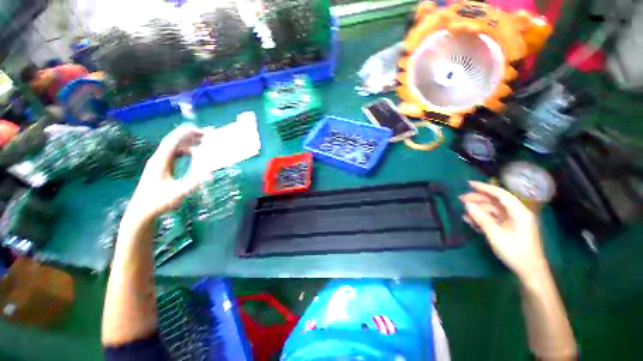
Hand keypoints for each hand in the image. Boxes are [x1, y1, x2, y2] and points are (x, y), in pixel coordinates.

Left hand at [125, 125, 203, 223]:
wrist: (142, 211)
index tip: (201, 131)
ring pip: (174, 148)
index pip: (173, 141)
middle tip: (206, 136)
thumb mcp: (179, 193)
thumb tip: (210, 173)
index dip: (186, 134)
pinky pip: (174, 155)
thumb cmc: (159, 202)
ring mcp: (159, 163)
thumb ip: (195, 182)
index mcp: (160, 161)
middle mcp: (158, 159)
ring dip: (188, 144)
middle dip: (189, 137)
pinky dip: (185, 152)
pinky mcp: (161, 168)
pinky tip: (194, 156)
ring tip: (203, 144)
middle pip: (174, 141)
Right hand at [460, 181, 546, 278]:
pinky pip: (493, 218)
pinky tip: (471, 221)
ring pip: (492, 210)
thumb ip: (481, 218)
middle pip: (495, 201)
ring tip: (463, 214)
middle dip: (477, 199)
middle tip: (460, 200)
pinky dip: (482, 218)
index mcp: (519, 212)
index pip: (500, 194)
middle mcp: (516, 213)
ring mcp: (512, 220)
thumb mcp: (495, 234)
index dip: (484, 188)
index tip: (468, 184)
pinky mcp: (509, 227)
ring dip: (477, 211)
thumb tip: (467, 205)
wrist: (528, 270)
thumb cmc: (514, 251)